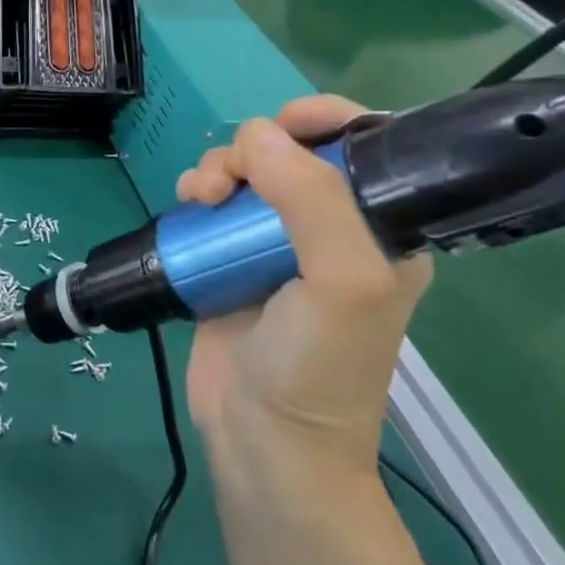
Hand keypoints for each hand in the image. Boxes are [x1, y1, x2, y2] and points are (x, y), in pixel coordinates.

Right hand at [176, 97, 431, 475]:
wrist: (264, 444)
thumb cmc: (319, 366)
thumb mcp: (342, 281)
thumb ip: (312, 200)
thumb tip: (256, 134)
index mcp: (378, 229)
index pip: (363, 147)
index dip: (325, 119)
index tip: (282, 122)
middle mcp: (328, 229)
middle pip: (290, 153)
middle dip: (255, 149)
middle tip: (229, 180)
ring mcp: (272, 245)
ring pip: (244, 174)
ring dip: (217, 169)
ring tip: (199, 197)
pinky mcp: (228, 260)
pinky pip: (212, 204)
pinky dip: (196, 192)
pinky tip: (186, 205)